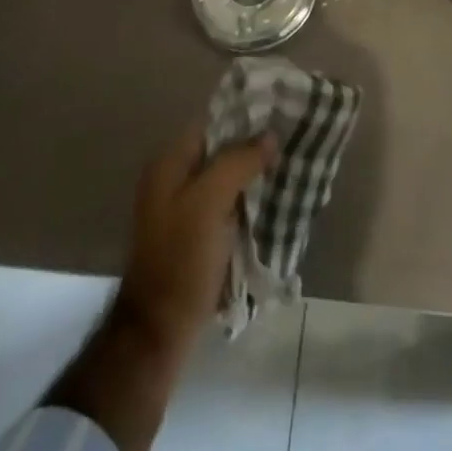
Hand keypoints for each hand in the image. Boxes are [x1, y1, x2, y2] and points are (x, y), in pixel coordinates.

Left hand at [115, 123, 275, 349]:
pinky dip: (248, 201)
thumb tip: (270, 136)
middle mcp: (173, 180)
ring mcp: (184, 209)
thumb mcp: (209, 202)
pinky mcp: (196, 235)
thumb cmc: (181, 259)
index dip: (246, 120)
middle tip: (291, 147)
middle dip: (254, 149)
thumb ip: (238, 162)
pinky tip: (274, 203)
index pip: (213, 125)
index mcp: (169, 164)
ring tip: (290, 171)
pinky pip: (227, 205)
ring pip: (227, 179)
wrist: (160, 331)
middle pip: (221, 151)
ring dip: (254, 177)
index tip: (281, 119)